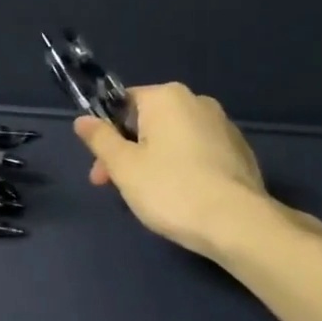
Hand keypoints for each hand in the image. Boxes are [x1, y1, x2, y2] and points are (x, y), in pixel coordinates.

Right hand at [74, 83, 321, 261]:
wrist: (237, 223)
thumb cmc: (170, 188)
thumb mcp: (123, 166)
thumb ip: (99, 139)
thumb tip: (82, 120)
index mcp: (167, 97)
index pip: (122, 103)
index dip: (105, 134)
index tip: (100, 169)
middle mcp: (198, 102)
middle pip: (147, 122)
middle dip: (127, 152)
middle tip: (117, 188)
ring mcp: (223, 126)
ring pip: (172, 139)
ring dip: (152, 161)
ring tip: (148, 196)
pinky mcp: (239, 151)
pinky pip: (197, 153)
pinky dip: (181, 169)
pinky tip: (179, 197)